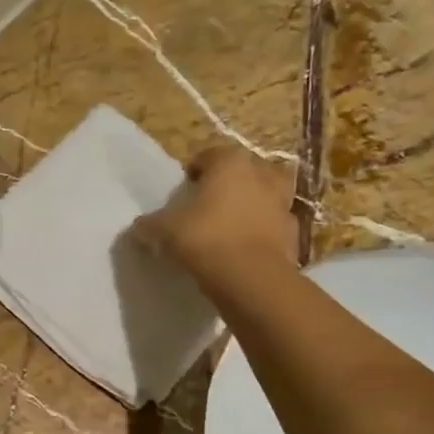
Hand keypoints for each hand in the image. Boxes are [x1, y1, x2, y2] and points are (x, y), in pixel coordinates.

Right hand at [131, 147, 299, 287]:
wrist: (250, 278)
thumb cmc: (205, 239)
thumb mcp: (164, 230)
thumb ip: (150, 224)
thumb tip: (139, 226)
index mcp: (230, 163)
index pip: (209, 155)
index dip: (194, 171)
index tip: (183, 191)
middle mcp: (262, 174)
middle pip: (243, 171)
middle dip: (228, 183)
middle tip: (207, 205)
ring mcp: (283, 203)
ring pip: (264, 196)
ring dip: (250, 205)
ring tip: (230, 225)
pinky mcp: (294, 232)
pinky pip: (273, 226)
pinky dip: (262, 232)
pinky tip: (245, 249)